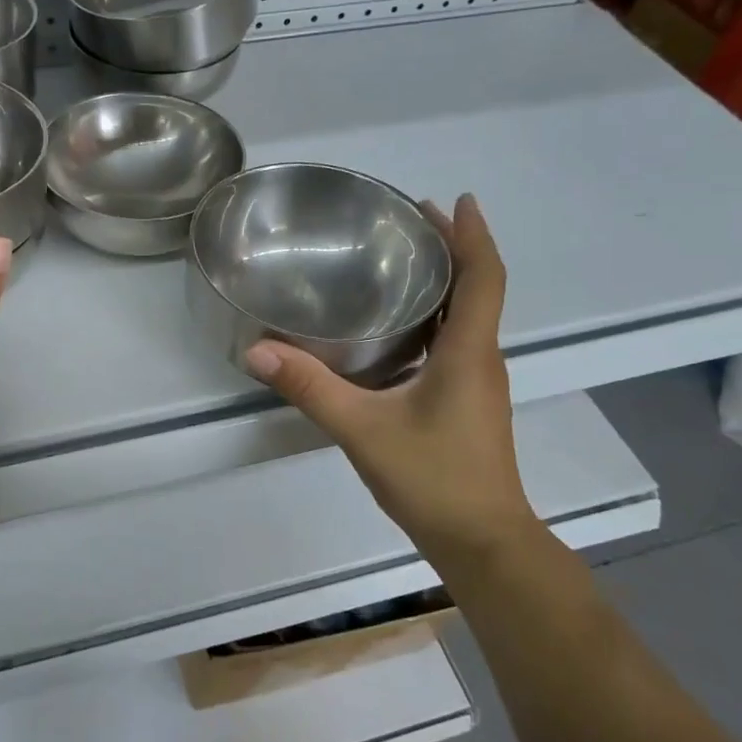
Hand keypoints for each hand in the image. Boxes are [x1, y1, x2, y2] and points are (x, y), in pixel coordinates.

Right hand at [245, 194, 538, 574]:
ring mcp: (477, 383)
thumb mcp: (361, 429)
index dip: (473, 234)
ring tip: (400, 262)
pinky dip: (434, 318)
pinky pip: (455, 343)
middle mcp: (481, 358)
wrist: (482, 542)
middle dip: (452, 249)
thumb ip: (309, 388)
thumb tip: (257, 350)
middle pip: (478, 288)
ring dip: (444, 283)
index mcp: (468, 352)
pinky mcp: (467, 403)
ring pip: (467, 317)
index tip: (456, 200)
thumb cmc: (433, 478)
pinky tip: (397, 328)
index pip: (483, 277)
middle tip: (409, 220)